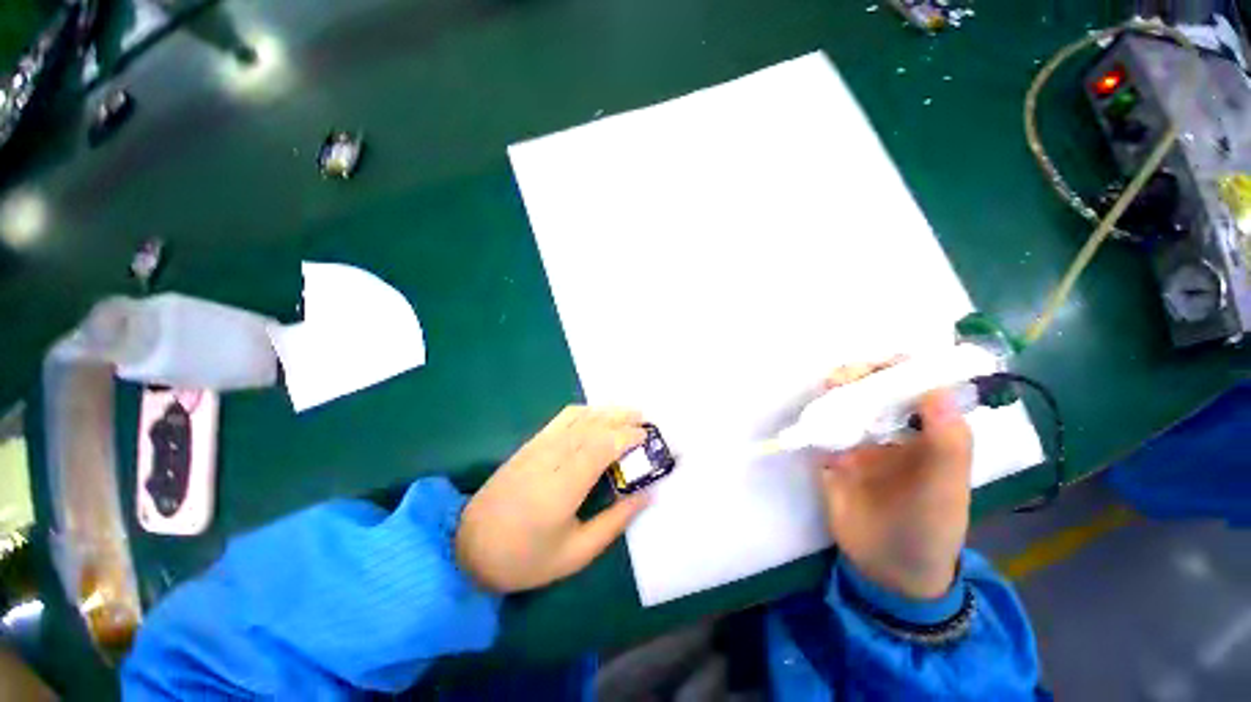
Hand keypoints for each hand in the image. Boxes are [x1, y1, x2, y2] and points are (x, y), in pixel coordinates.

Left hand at [456, 407, 650, 592]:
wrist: (470, 548)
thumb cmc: (526, 558)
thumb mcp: (576, 553)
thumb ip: (615, 522)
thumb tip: (647, 494)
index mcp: (563, 487)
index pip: (601, 446)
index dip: (627, 436)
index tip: (648, 436)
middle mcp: (551, 458)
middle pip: (592, 426)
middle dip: (622, 418)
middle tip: (645, 420)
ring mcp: (538, 447)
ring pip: (578, 417)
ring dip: (606, 412)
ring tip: (628, 414)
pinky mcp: (530, 444)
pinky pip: (562, 419)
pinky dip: (585, 412)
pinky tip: (597, 416)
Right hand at [818, 363, 972, 599]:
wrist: (886, 568)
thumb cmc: (928, 529)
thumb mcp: (944, 490)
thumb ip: (947, 444)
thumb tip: (939, 391)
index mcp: (930, 435)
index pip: (920, 388)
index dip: (905, 370)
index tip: (886, 363)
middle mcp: (895, 432)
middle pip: (879, 391)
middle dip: (864, 376)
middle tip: (846, 375)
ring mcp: (861, 442)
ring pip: (849, 404)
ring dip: (839, 390)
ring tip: (830, 386)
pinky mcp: (833, 454)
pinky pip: (825, 427)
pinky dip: (819, 414)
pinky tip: (815, 410)